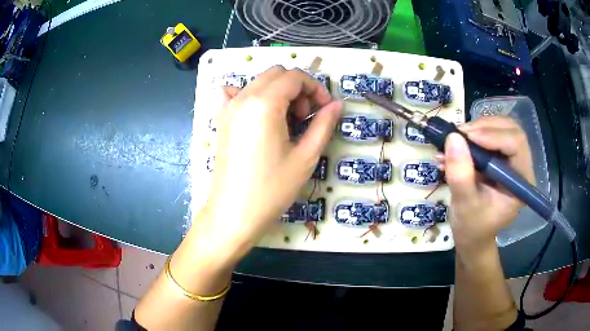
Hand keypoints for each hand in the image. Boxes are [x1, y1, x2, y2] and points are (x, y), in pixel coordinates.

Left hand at [193, 66, 341, 265]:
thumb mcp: (306, 157)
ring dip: (279, 92)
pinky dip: (251, 95)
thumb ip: (323, 124)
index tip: (325, 110)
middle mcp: (243, 97)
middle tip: (305, 117)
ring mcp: (228, 107)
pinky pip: (235, 94)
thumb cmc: (272, 189)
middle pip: (277, 74)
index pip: (295, 77)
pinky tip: (259, 115)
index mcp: (264, 103)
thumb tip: (337, 105)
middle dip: (298, 88)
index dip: (316, 89)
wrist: (234, 213)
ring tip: (286, 121)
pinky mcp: (221, 119)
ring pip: (259, 82)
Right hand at [440, 117, 534, 250]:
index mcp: (521, 182)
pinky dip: (474, 133)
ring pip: (501, 127)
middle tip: (460, 135)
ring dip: (478, 128)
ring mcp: (512, 160)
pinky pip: (491, 133)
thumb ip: (460, 175)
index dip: (493, 136)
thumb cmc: (472, 226)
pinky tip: (459, 143)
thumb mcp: (464, 204)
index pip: (516, 144)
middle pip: (510, 129)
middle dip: (484, 127)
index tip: (466, 137)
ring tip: (457, 139)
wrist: (472, 234)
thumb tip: (453, 137)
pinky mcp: (501, 156)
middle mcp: (521, 166)